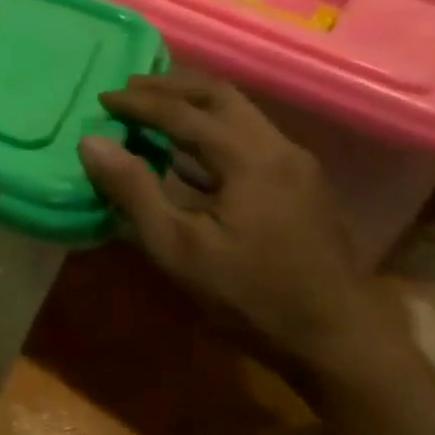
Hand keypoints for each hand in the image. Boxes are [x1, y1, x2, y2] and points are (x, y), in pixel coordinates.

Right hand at [77, 72, 402, 381]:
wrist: (344, 348)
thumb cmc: (253, 297)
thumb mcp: (178, 248)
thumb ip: (133, 190)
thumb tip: (90, 142)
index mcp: (251, 158)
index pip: (183, 113)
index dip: (138, 103)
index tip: (101, 99)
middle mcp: (279, 149)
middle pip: (219, 96)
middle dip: (170, 87)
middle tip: (128, 89)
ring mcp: (297, 166)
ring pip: (239, 112)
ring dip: (192, 104)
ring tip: (152, 109)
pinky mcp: (302, 186)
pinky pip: (249, 135)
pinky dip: (212, 127)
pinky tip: (188, 150)